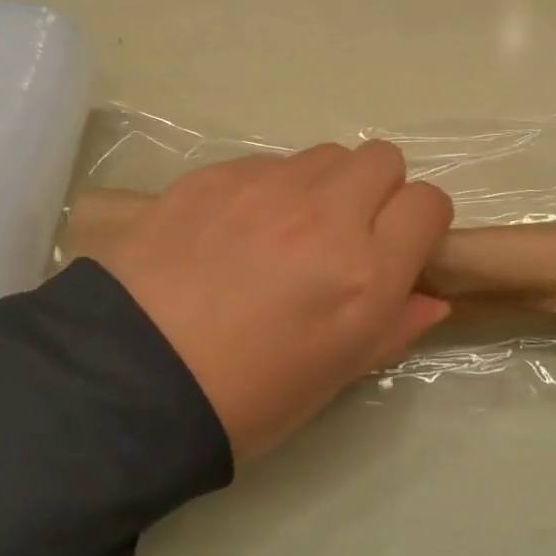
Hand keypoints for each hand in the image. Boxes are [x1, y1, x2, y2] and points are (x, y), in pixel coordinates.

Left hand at [98, 142, 453, 460]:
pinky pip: (265, 164)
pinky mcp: (214, 176)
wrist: (125, 384)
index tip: (399, 245)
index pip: (428, 203)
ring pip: (324, 155)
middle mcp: (326, 215)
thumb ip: (392, 328)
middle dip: (376, 190)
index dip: (420, 223)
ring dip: (321, 185)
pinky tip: (231, 230)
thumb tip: (431, 298)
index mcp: (365, 273)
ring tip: (284, 229)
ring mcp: (266, 188)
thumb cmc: (243, 400)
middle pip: (382, 159)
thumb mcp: (332, 377)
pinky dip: (267, 188)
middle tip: (343, 232)